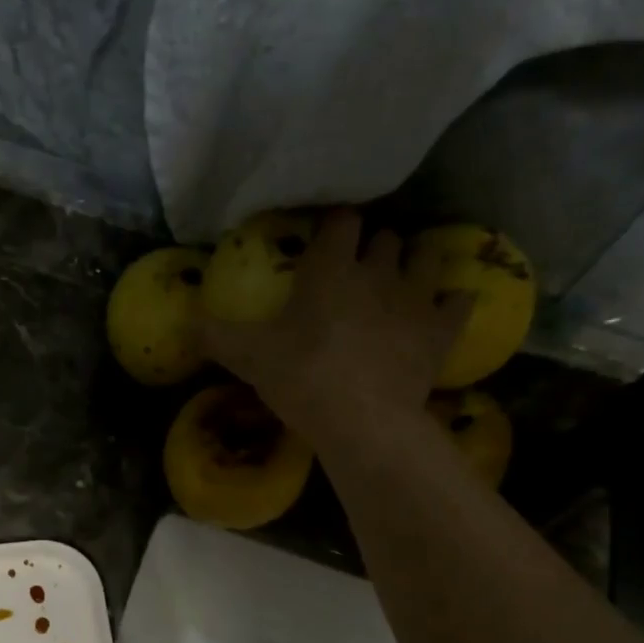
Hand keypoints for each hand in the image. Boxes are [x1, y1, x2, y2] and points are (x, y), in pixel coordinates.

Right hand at [199, 208, 470, 452]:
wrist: (361, 421)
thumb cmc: (300, 377)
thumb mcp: (247, 357)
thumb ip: (215, 335)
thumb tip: (184, 322)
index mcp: (331, 269)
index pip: (340, 221)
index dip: (334, 225)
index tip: (325, 237)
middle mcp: (378, 271)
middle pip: (385, 237)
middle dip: (373, 245)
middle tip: (357, 267)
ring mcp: (416, 298)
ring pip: (427, 256)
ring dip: (415, 261)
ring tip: (402, 278)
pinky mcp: (441, 330)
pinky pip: (459, 300)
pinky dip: (451, 302)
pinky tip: (441, 309)